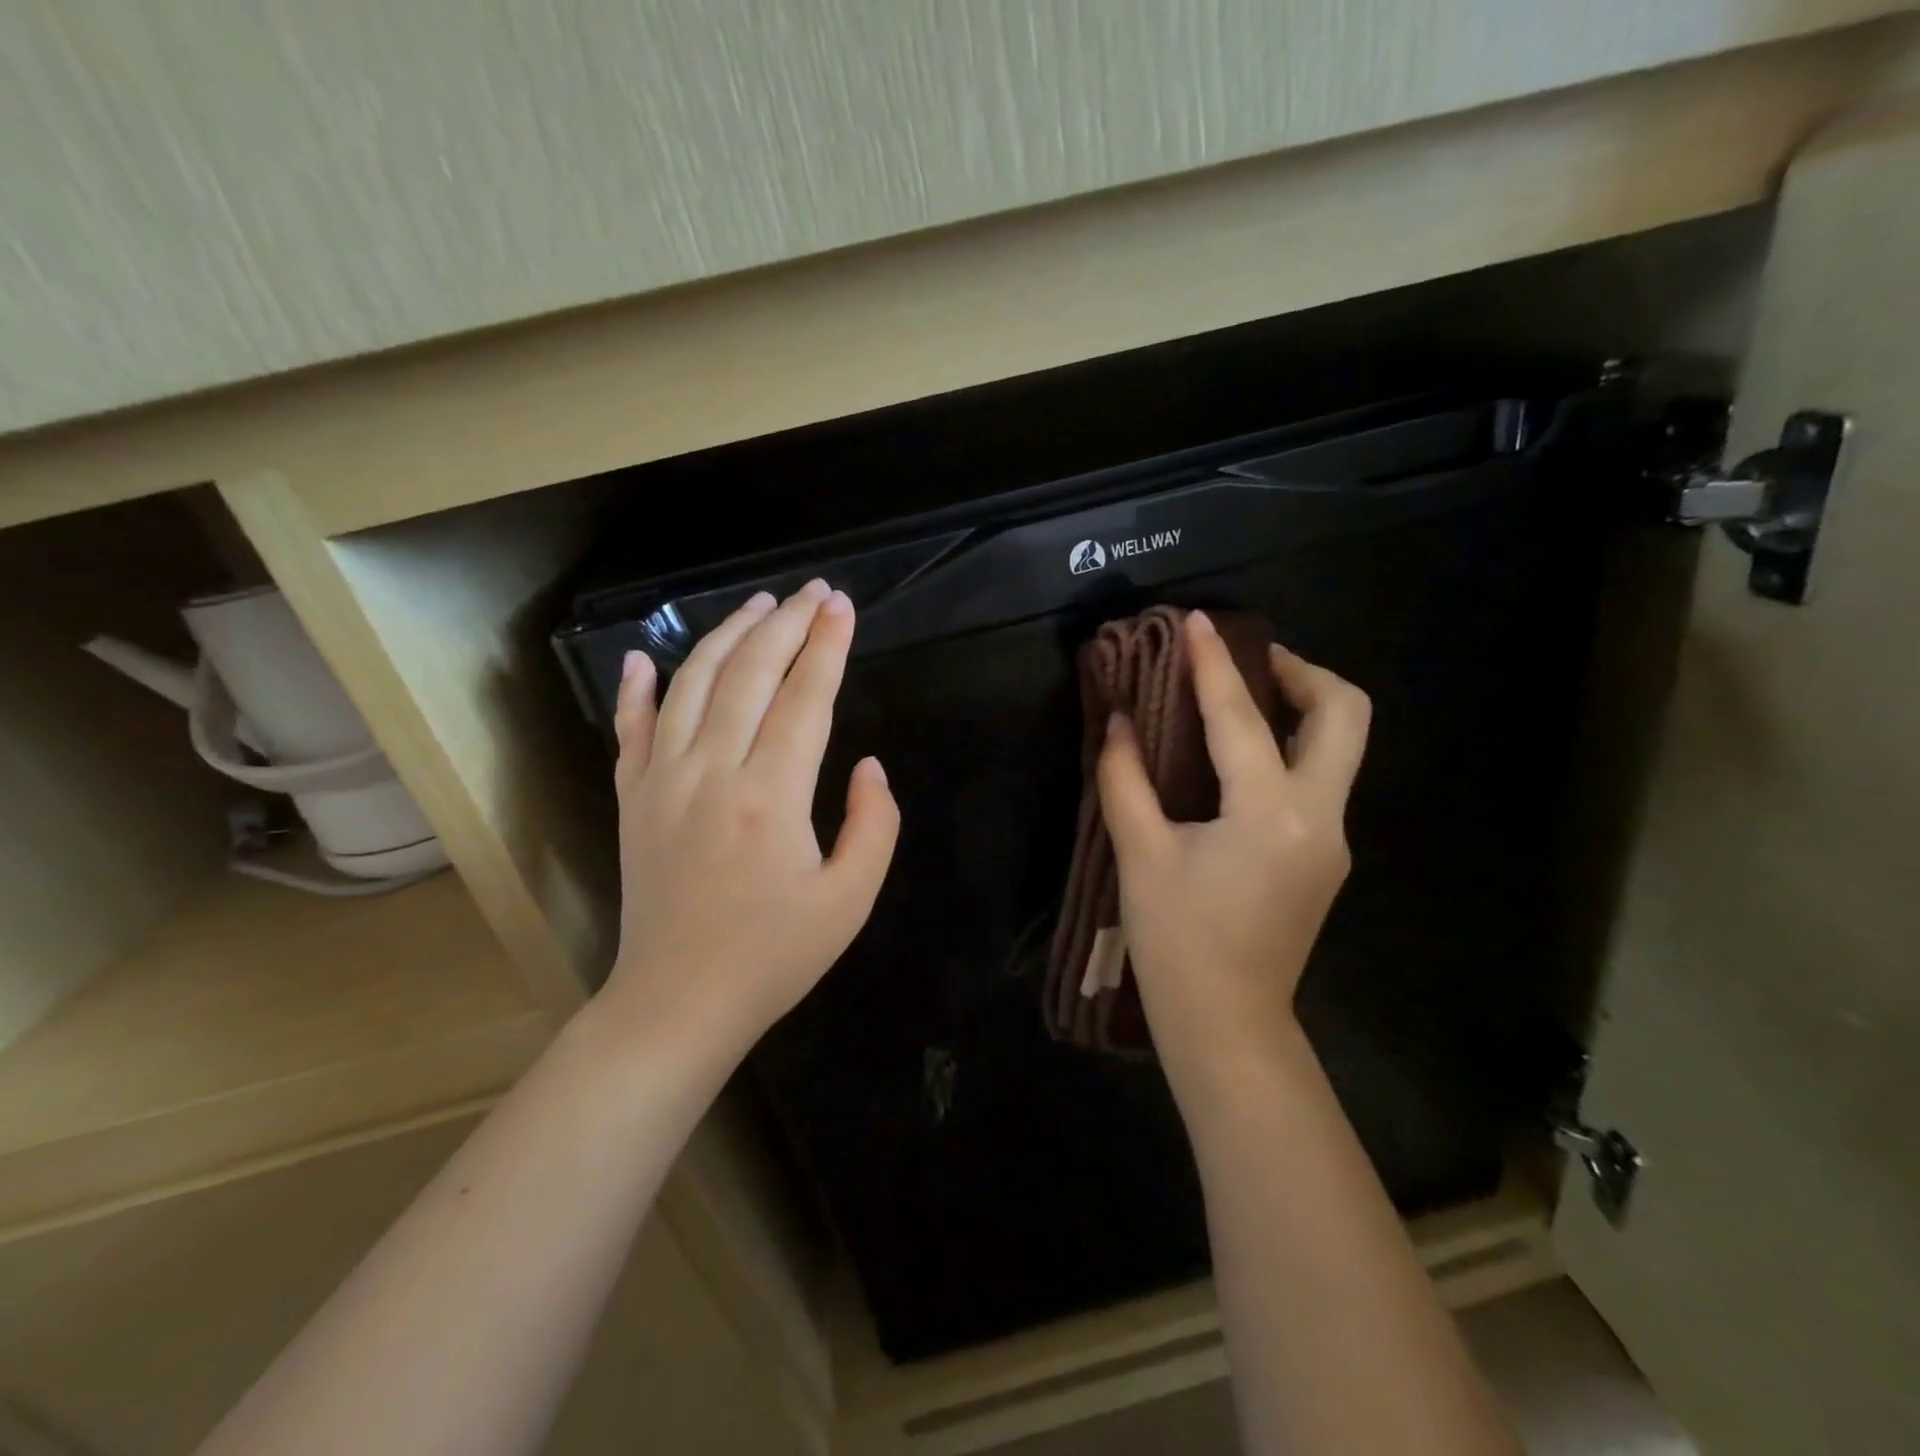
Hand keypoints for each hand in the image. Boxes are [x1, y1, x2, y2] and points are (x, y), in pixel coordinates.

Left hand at [599, 580, 899, 1064]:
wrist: (677, 1003)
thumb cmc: (773, 956)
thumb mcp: (851, 900)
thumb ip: (873, 824)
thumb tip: (868, 765)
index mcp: (771, 796)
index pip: (804, 697)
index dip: (827, 646)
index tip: (843, 606)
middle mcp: (712, 771)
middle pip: (749, 674)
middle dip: (787, 624)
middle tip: (813, 591)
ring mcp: (662, 780)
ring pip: (692, 684)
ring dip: (726, 637)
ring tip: (757, 605)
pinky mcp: (632, 798)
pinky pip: (631, 729)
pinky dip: (637, 688)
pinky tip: (643, 659)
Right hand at [1097, 612, 1370, 1098]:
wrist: (1227, 1024)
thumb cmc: (1176, 943)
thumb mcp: (1140, 856)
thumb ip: (1125, 779)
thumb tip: (1119, 720)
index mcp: (1269, 816)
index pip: (1241, 719)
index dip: (1214, 664)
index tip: (1196, 621)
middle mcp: (1319, 817)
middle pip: (1343, 714)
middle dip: (1301, 672)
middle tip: (1247, 663)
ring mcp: (1332, 838)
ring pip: (1339, 745)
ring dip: (1299, 707)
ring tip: (1239, 700)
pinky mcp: (1325, 855)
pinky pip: (1318, 777)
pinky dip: (1287, 747)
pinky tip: (1239, 758)